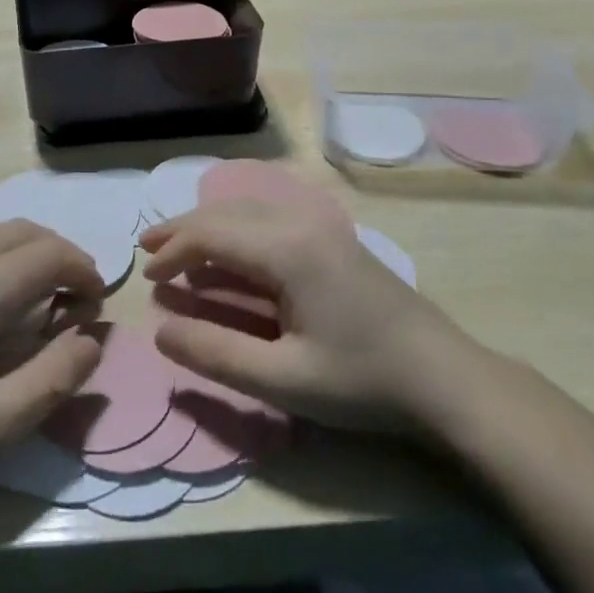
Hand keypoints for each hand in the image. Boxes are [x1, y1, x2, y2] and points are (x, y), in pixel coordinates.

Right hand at [141, 203, 473, 434]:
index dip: (173, 252)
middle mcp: (302, 223)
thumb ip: (216, 354)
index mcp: (288, 249)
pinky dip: (237, 231)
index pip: (212, 234)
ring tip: (177, 247)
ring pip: (249, 211)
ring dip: (210, 226)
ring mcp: (322, 226)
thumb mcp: (283, 380)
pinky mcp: (334, 239)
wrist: (446, 378)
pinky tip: (227, 254)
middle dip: (183, 230)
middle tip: (148, 250)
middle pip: (227, 212)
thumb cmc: (363, 381)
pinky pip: (270, 220)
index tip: (147, 279)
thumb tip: (160, 331)